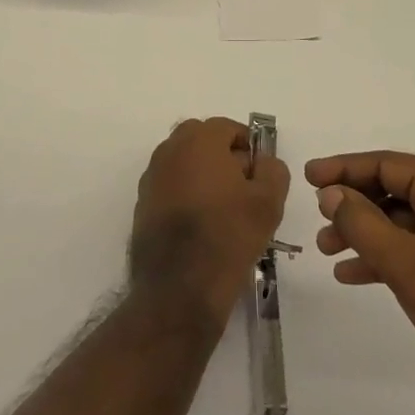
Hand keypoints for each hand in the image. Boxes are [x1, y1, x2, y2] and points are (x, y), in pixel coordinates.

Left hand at [129, 118, 289, 325]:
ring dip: (202, 174)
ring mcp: (152, 177)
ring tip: (223, 209)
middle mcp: (170, 150)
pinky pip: (170, 186)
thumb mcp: (268, 201)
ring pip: (183, 162)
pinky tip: (200, 224)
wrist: (180, 288)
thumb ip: (272, 170)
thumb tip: (263, 161)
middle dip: (222, 155)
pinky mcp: (142, 204)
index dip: (247, 145)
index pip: (227, 127)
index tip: (259, 171)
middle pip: (201, 140)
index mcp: (199, 140)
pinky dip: (185, 194)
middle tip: (242, 186)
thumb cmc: (228, 235)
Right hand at [308, 151, 414, 404]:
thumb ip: (363, 224)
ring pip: (400, 219)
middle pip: (393, 189)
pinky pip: (414, 244)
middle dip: (353, 205)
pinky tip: (353, 274)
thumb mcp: (406, 265)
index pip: (388, 164)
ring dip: (364, 232)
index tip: (309, 176)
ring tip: (327, 250)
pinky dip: (384, 255)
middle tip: (318, 219)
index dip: (345, 168)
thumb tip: (331, 194)